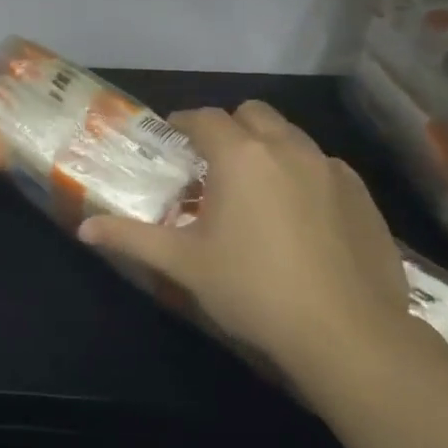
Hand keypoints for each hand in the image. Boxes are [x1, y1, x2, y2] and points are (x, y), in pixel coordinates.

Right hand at [78, 101, 416, 383]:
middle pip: (253, 114)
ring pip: (291, 136)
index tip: (173, 139)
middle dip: (229, 127)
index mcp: (240, 156)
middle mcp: (287, 149)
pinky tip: (298, 216)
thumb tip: (84, 229)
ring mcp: (332, 170)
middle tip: (212, 163)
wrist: (347, 334)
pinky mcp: (363, 196)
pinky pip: (323, 166)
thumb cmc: (253, 289)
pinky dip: (302, 174)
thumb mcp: (183, 263)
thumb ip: (131, 237)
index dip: (184, 123)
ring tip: (254, 189)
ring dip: (267, 147)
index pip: (205, 118)